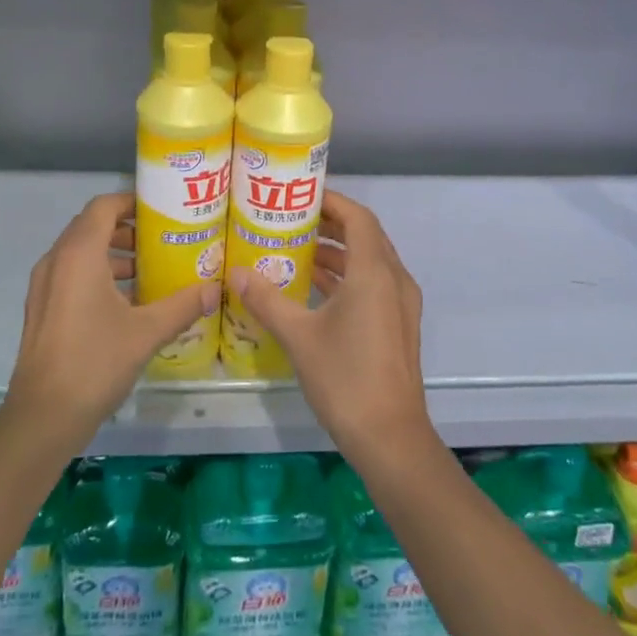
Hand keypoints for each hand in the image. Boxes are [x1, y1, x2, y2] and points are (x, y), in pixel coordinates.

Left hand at [4, 193, 218, 439]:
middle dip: (127, 229)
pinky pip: (72, 275)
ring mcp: (44, 286)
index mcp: (78, 254)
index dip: (132, 201)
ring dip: (114, 254)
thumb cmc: (95, 362)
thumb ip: (183, 305)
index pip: (103, 206)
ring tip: (150, 271)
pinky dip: (98, 275)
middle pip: (92, 227)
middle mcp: (56, 261)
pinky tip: (128, 303)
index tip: (162, 210)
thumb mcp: (147, 332)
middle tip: (162, 240)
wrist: (42, 417)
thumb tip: (216, 288)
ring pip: (81, 253)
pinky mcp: (42, 309)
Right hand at [229, 191, 435, 463]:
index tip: (300, 196)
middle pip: (365, 236)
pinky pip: (374, 285)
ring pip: (370, 262)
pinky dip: (348, 277)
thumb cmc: (345, 378)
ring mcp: (401, 305)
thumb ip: (266, 300)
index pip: (358, 217)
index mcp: (375, 272)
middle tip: (292, 221)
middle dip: (331, 225)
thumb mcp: (299, 336)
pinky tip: (315, 290)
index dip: (331, 201)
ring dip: (338, 253)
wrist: (391, 439)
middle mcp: (395, 280)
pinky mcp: (399, 326)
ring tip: (297, 251)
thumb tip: (235, 273)